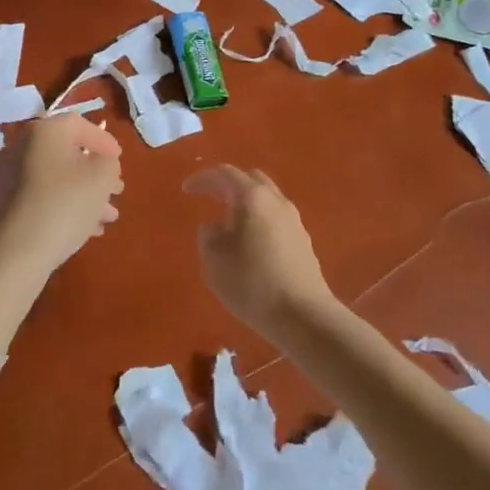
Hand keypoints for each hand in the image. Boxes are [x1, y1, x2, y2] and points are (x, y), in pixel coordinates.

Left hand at [0, 114, 123, 272]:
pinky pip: (43, 197)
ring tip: (108, 217)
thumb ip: (108, 162)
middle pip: (68, 154)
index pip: (79, 124)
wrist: (15, 253)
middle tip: (116, 191)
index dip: (103, 140)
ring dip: (86, 194)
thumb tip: (101, 161)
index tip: (119, 160)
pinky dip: (66, 206)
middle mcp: (22, 147)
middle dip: (96, 173)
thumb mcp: (101, 178)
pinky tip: (87, 230)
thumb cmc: (64, 204)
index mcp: (44, 131)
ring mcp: (10, 177)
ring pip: (58, 179)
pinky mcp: (6, 204)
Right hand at [183, 166, 335, 340]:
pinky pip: (276, 218)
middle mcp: (276, 201)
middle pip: (250, 179)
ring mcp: (294, 219)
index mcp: (252, 197)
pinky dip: (259, 219)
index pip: (224, 174)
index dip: (202, 179)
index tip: (186, 190)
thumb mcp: (214, 261)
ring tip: (229, 223)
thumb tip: (215, 227)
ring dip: (246, 203)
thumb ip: (208, 236)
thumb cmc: (252, 283)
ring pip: (266, 198)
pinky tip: (250, 242)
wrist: (303, 315)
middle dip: (228, 185)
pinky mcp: (303, 240)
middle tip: (210, 198)